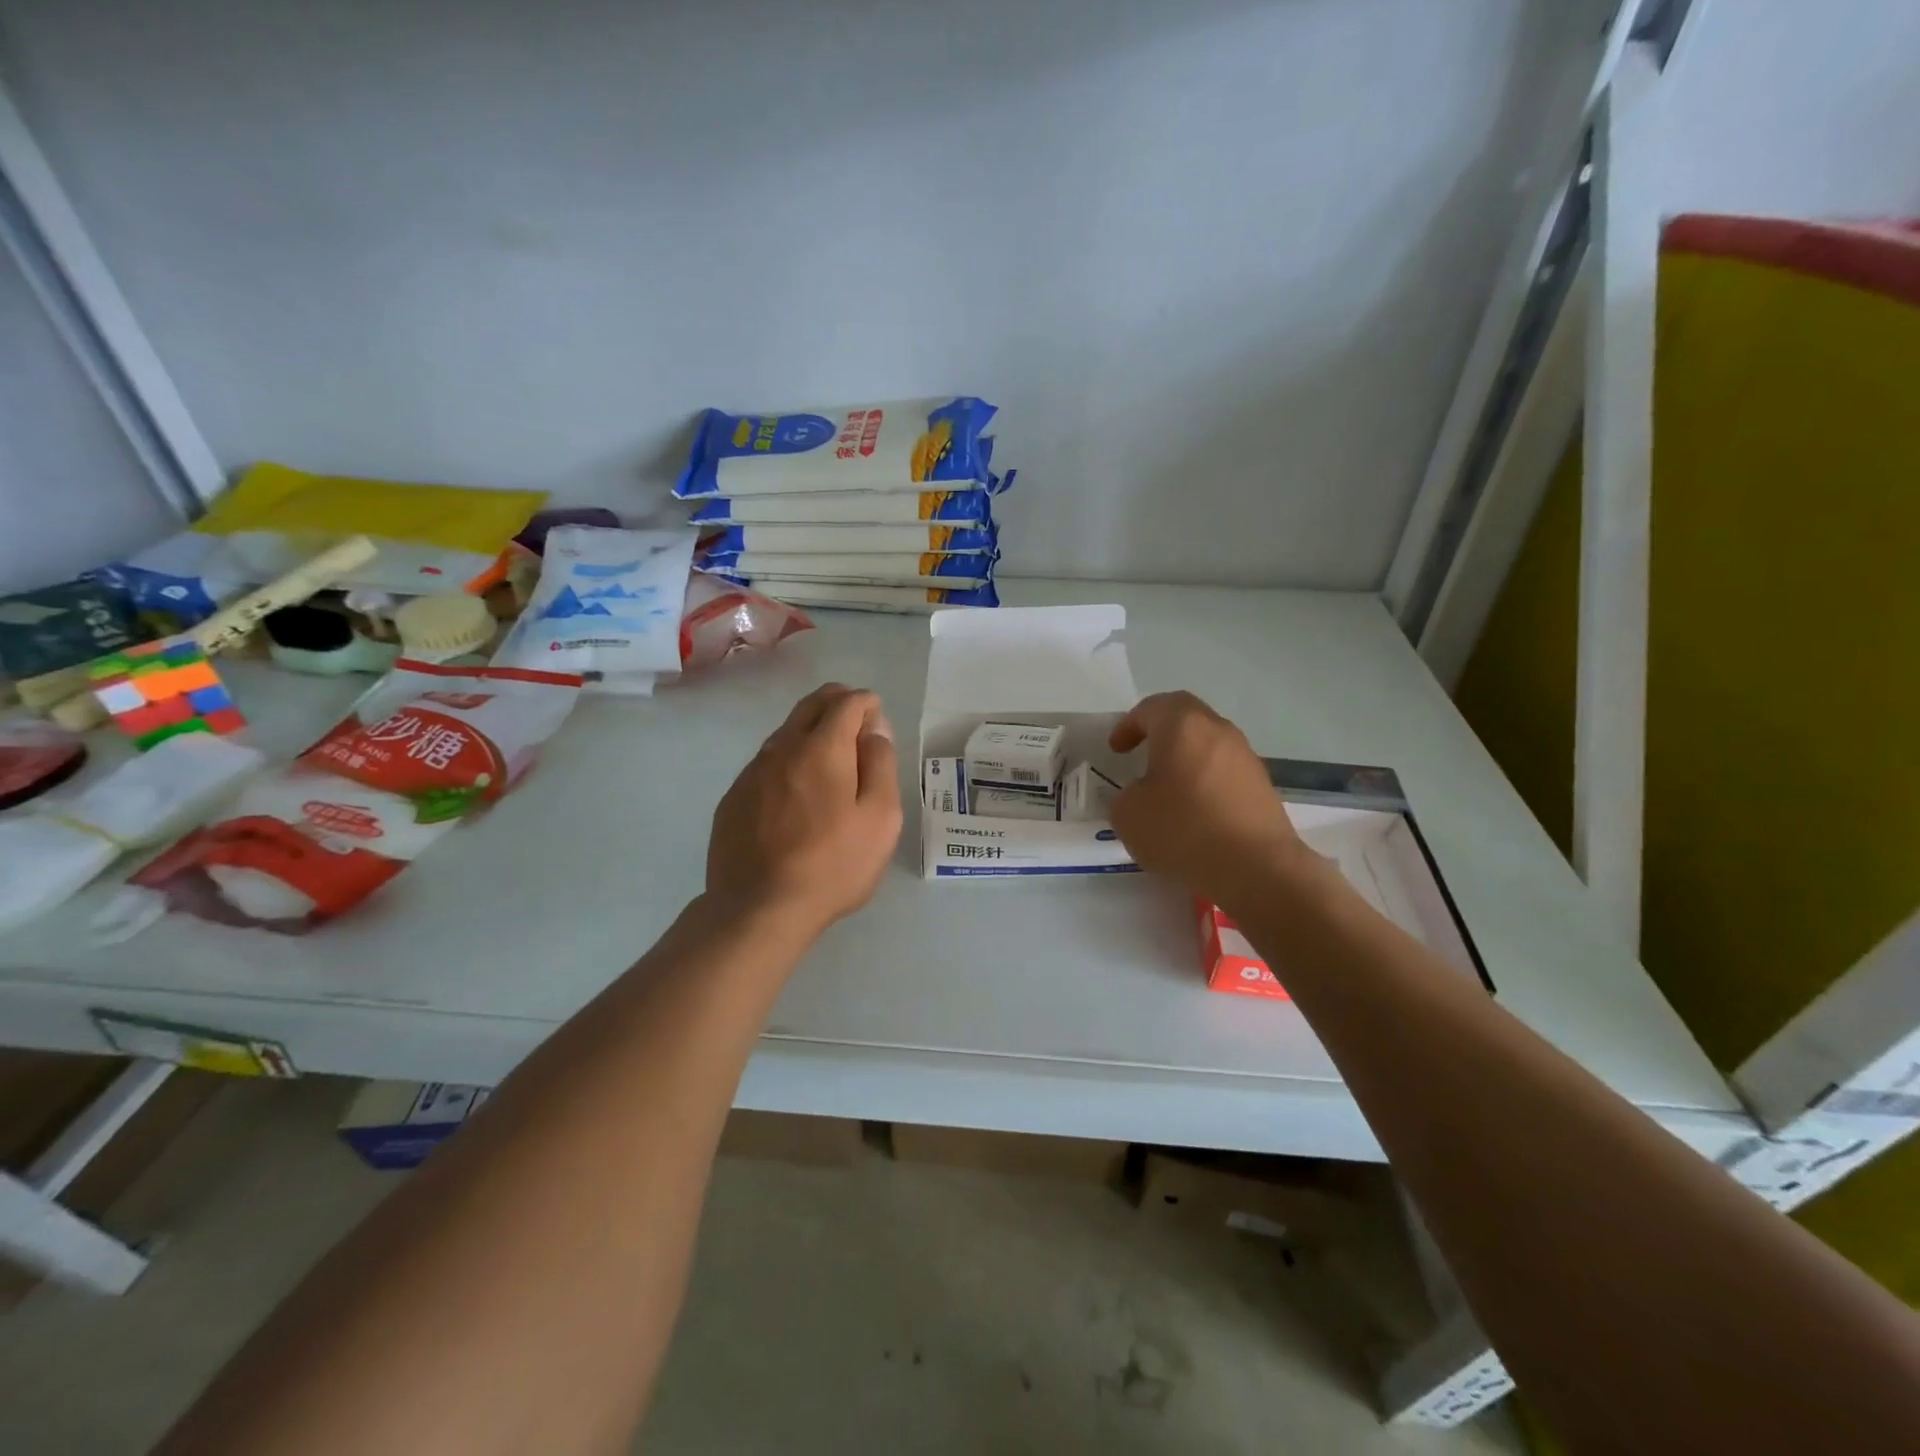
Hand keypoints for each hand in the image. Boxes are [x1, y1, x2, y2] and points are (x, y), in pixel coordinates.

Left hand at [706, 683, 902, 933]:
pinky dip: (788, 760)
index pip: (846, 703)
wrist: (758, 908)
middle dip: (837, 702)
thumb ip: (880, 765)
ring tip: (829, 756)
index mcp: (822, 748)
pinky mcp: (734, 798)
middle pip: (810, 706)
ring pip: (785, 733)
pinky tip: (795, 790)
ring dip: (810, 731)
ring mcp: (752, 772)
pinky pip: (766, 763)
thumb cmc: (832, 865)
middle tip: (856, 719)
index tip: (877, 721)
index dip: (866, 704)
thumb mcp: (880, 818)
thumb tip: (875, 730)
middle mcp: (782, 748)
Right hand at [1107, 691, 1310, 913]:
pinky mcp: (1262, 787)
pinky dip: (1205, 782)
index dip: (1129, 725)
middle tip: (1142, 754)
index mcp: (1183, 726)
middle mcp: (1219, 731)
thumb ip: (1126, 796)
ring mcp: (1246, 758)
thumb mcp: (1128, 815)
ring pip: (1208, 745)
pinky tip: (1195, 813)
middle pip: (1186, 718)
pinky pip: (1225, 773)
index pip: (1152, 707)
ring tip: (1167, 789)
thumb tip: (1142, 795)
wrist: (1256, 869)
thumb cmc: (1183, 830)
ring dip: (1185, 758)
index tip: (1116, 749)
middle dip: (1161, 732)